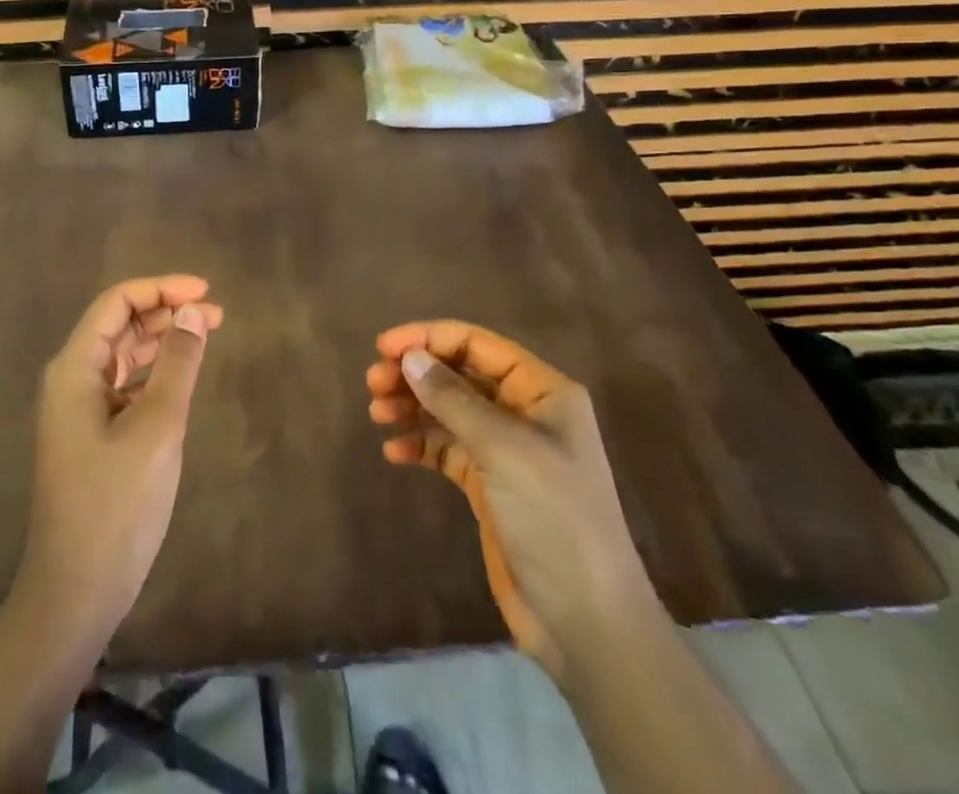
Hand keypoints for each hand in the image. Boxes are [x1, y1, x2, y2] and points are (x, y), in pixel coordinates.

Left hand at [20, 274, 224, 637]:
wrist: (75, 593)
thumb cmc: (115, 506)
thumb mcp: (155, 429)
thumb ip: (177, 365)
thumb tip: (194, 311)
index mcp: (75, 369)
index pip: (116, 303)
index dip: (161, 288)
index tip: (206, 292)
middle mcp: (71, 380)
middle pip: (119, 324)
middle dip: (166, 311)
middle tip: (216, 315)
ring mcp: (79, 409)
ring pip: (123, 354)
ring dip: (162, 339)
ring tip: (206, 334)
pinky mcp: (92, 435)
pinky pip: (125, 384)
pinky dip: (154, 371)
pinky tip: (182, 377)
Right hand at [366, 321, 657, 674]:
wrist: (585, 622)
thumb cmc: (554, 518)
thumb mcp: (503, 449)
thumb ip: (453, 399)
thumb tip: (410, 357)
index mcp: (542, 391)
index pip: (477, 344)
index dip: (429, 338)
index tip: (383, 347)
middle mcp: (525, 412)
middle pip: (459, 374)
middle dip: (416, 373)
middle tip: (373, 383)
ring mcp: (506, 450)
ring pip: (449, 410)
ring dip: (412, 405)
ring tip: (376, 413)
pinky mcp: (489, 485)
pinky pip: (446, 449)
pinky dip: (420, 444)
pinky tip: (394, 452)